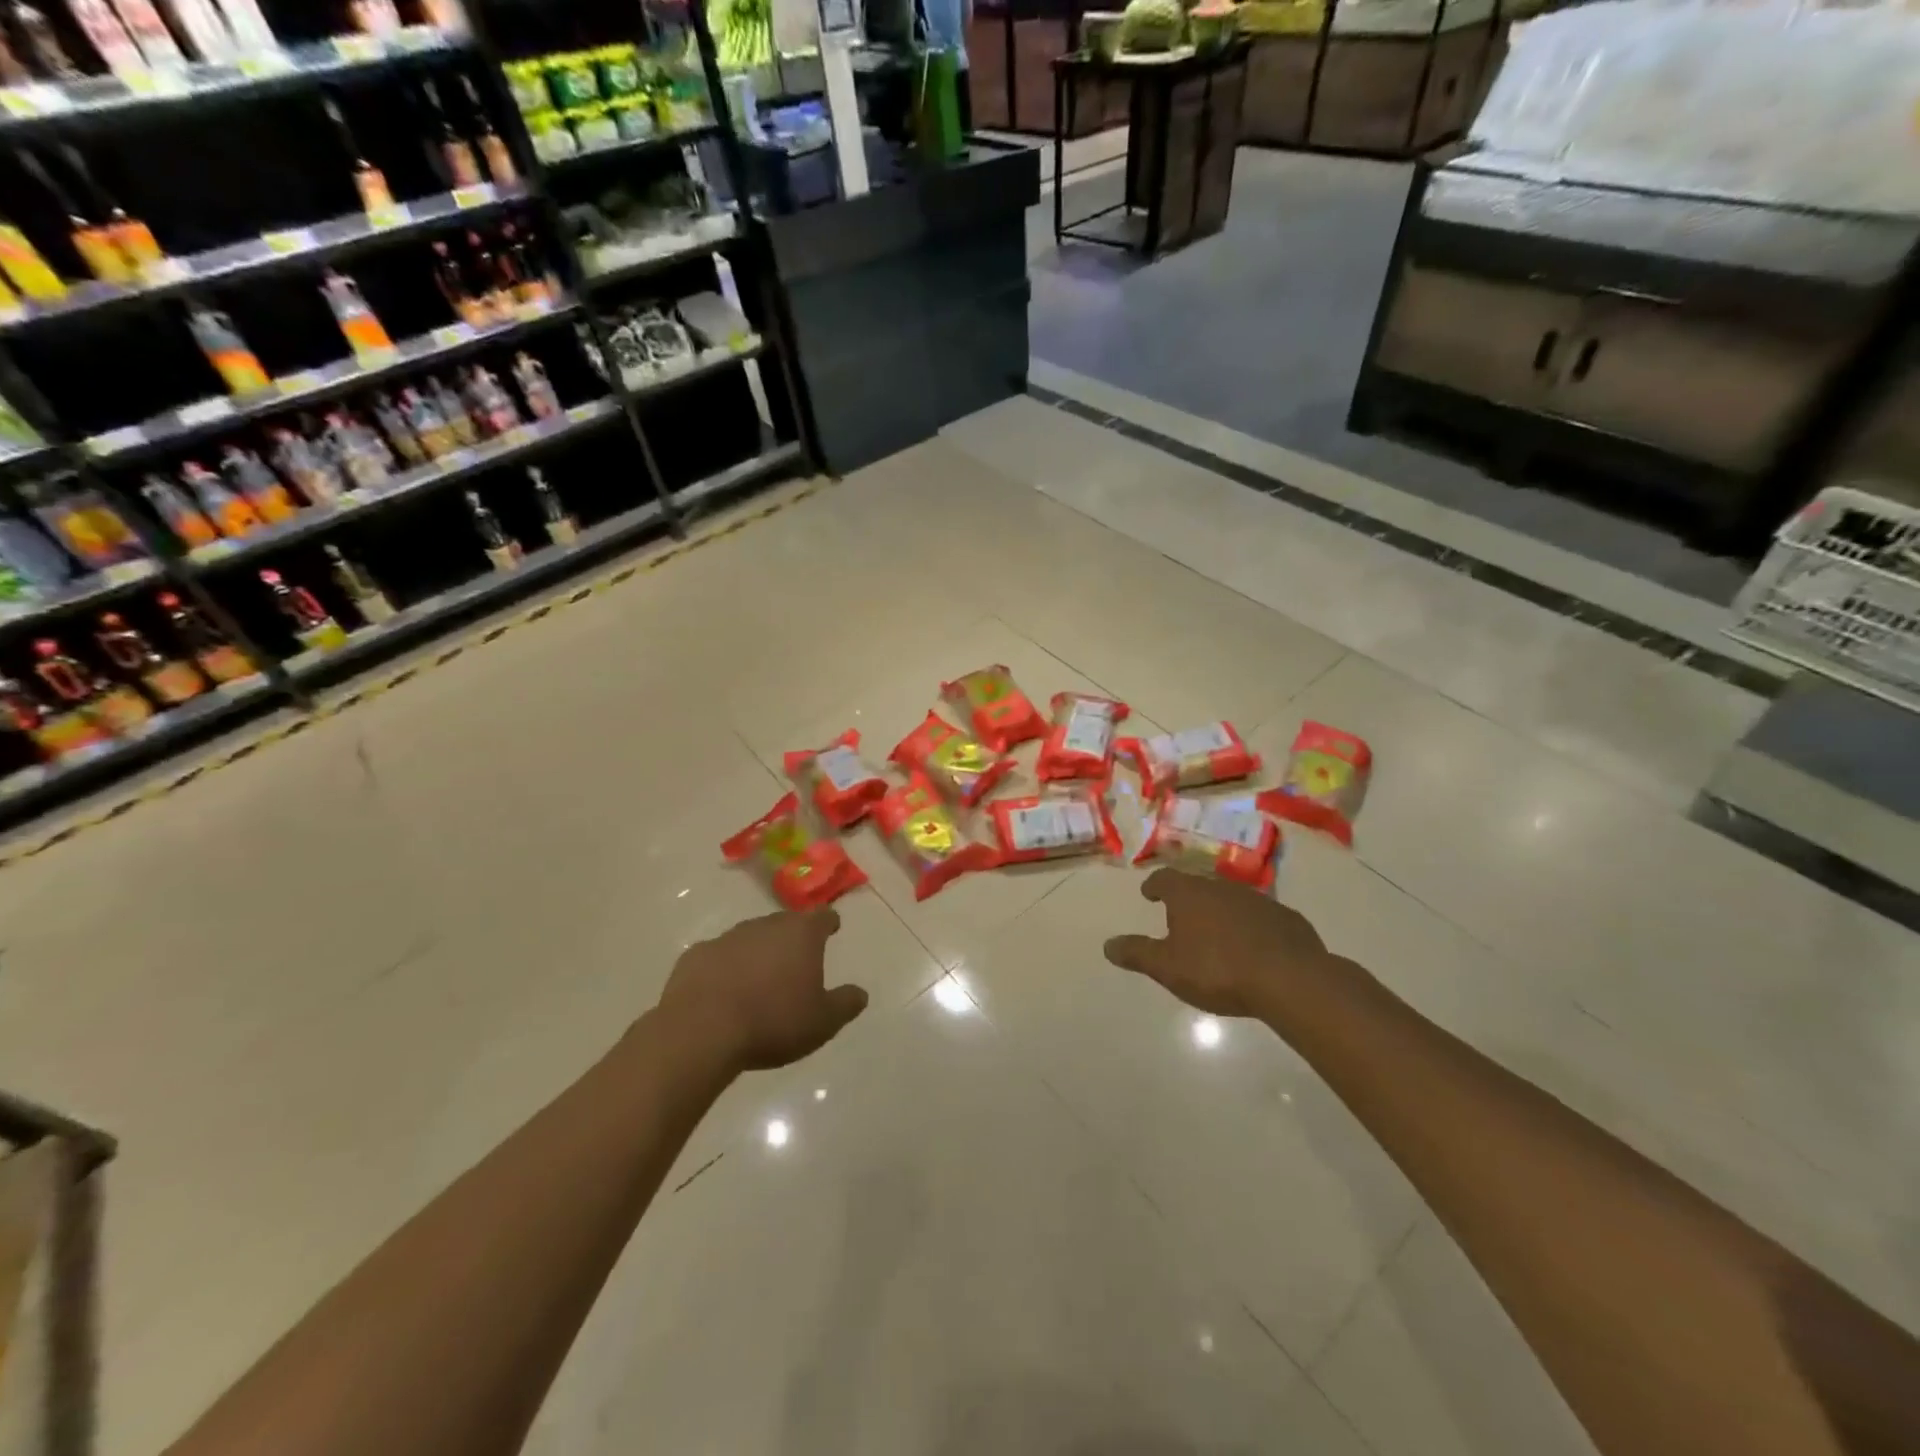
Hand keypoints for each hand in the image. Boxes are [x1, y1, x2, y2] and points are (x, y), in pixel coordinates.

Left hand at [659, 909, 868, 1072]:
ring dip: (758, 952)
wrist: (701, 1031)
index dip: (829, 922)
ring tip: (760, 979)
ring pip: (751, 937)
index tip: (832, 928)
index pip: (822, 916)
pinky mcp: (696, 954)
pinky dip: (725, 967)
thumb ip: (845, 1004)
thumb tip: (860, 993)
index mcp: (801, 935)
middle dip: (793, 938)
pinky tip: (724, 991)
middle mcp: (766, 926)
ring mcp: (728, 937)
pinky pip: (719, 956)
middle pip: (785, 923)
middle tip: (797, 960)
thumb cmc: (772, 1022)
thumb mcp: (822, 1022)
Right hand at [1103, 868, 1338, 1017]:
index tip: (1149, 893)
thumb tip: (1107, 945)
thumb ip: (1137, 953)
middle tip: (1180, 917)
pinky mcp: (1287, 918)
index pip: (1165, 878)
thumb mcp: (1167, 967)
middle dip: (1187, 899)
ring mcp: (1258, 900)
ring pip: (1230, 899)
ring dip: (1220, 912)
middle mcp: (1222, 888)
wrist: (1290, 979)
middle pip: (1198, 886)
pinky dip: (1250, 926)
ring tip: (1215, 934)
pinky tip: (1252, 947)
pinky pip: (1260, 917)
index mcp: (1189, 894)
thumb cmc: (1217, 970)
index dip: (1155, 885)